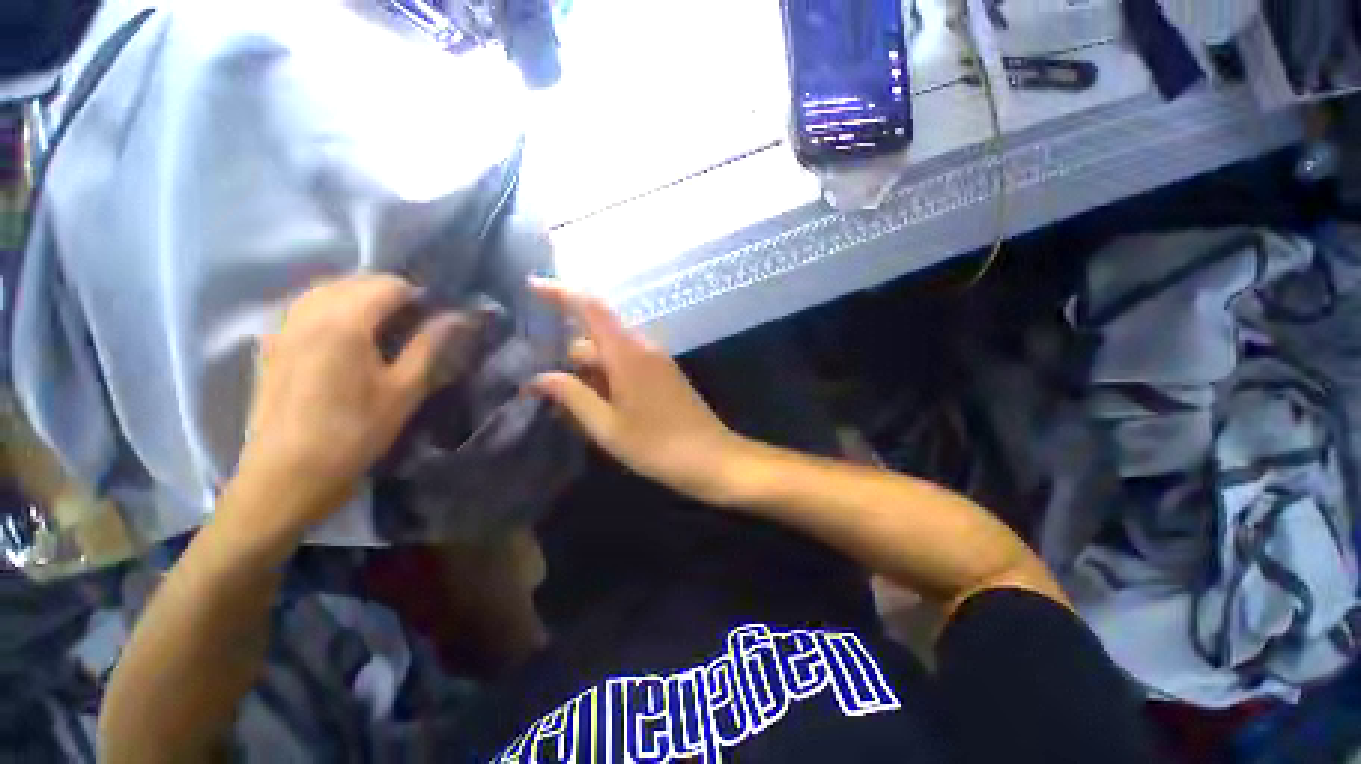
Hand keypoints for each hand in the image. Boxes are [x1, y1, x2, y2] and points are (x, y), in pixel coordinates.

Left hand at [231, 274, 476, 536]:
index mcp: (343, 322)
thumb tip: (459, 317)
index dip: (420, 295)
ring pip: (327, 290)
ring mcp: (282, 327)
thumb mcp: (403, 391)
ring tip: (385, 328)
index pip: (388, 284)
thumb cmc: (353, 434)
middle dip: (391, 294)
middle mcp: (307, 313)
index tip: (437, 317)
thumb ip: (430, 346)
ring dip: (360, 299)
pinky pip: (305, 307)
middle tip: (415, 324)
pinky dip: (333, 309)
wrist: (285, 477)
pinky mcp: (270, 345)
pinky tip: (346, 337)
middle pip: (355, 281)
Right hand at [528, 278, 750, 504]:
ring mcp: (657, 361)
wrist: (712, 458)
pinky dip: (609, 377)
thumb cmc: (657, 446)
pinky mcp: (665, 375)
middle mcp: (643, 348)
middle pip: (598, 336)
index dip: (561, 292)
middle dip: (571, 356)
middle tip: (548, 391)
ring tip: (573, 406)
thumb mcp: (607, 426)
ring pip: (613, 353)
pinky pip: (629, 365)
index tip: (532, 286)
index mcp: (627, 353)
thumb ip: (573, 396)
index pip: (591, 308)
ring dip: (590, 371)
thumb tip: (539, 377)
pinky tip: (601, 407)